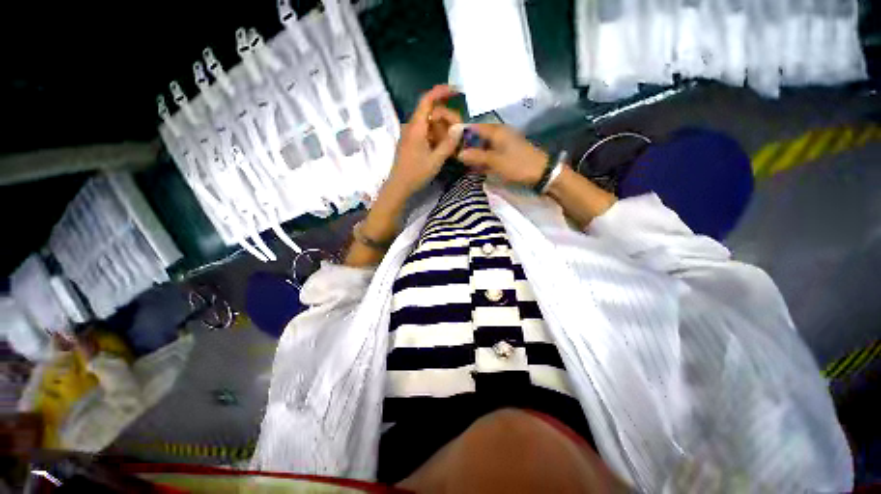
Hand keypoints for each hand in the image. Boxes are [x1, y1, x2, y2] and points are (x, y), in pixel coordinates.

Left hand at [386, 85, 464, 197]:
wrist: (399, 186)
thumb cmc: (416, 174)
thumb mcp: (435, 161)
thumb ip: (448, 144)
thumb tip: (460, 128)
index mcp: (416, 127)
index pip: (427, 100)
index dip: (442, 92)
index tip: (457, 91)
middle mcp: (412, 126)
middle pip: (432, 112)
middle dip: (448, 118)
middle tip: (459, 133)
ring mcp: (411, 134)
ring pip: (430, 123)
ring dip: (443, 129)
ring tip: (453, 144)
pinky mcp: (412, 142)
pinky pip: (426, 132)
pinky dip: (437, 136)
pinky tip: (444, 147)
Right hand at [456, 124, 548, 186]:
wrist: (542, 173)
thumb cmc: (518, 165)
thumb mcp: (496, 161)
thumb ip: (477, 156)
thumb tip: (458, 153)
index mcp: (496, 131)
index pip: (474, 127)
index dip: (461, 133)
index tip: (449, 142)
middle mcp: (499, 134)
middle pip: (477, 137)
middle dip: (466, 146)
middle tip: (454, 156)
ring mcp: (503, 144)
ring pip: (483, 146)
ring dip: (474, 154)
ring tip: (462, 163)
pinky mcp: (506, 153)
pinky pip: (490, 154)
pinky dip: (482, 159)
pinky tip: (475, 167)